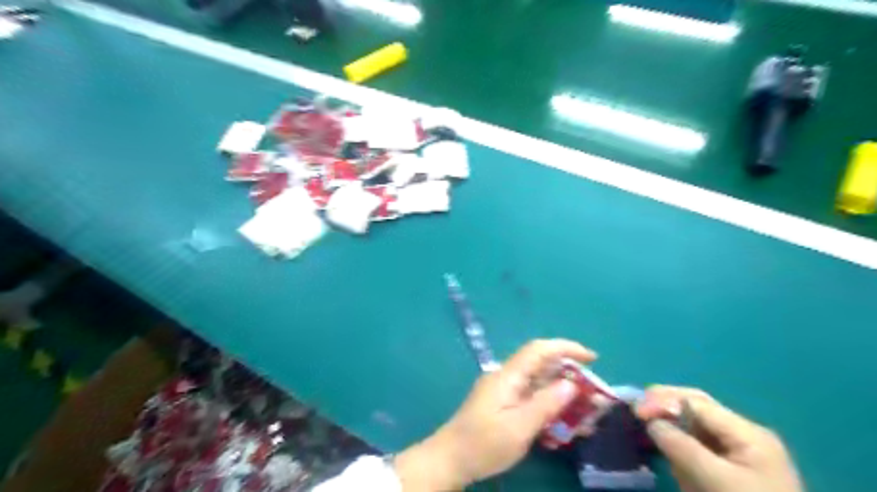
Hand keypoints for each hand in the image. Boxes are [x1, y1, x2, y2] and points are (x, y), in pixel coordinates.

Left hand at [396, 341, 595, 489]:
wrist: (451, 457)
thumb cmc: (484, 443)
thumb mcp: (519, 427)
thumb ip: (546, 404)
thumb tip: (571, 384)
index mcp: (508, 375)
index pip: (539, 350)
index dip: (566, 348)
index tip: (592, 358)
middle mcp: (506, 376)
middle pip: (542, 365)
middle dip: (570, 374)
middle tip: (595, 394)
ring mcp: (504, 389)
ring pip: (539, 382)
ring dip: (562, 392)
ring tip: (586, 411)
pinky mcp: (503, 402)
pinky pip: (531, 396)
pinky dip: (550, 403)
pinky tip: (564, 421)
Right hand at [635, 386, 803, 491]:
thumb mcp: (716, 482)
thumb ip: (682, 447)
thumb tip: (651, 421)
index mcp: (748, 433)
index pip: (697, 402)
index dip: (663, 401)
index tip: (635, 411)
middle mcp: (744, 435)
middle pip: (697, 407)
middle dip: (666, 404)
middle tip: (636, 408)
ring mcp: (740, 453)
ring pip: (696, 425)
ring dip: (671, 422)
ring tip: (647, 424)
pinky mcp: (733, 469)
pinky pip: (700, 445)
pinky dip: (680, 443)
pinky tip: (667, 447)